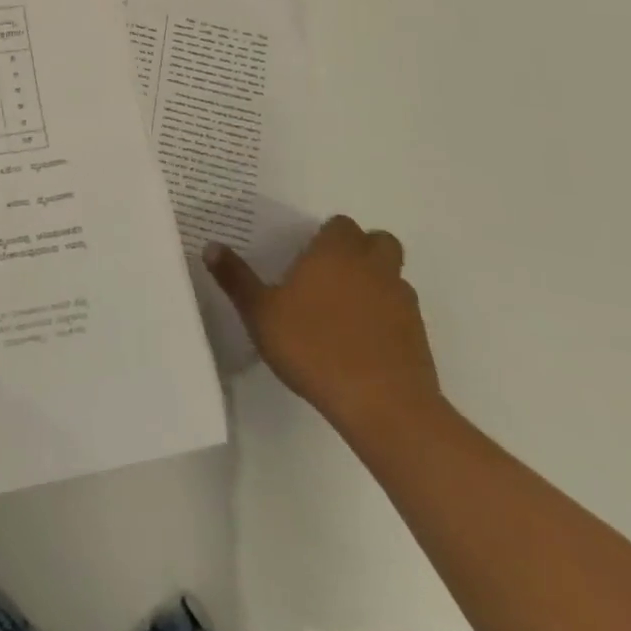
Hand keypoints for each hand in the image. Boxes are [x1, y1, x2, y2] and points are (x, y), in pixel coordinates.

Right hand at [204, 215, 441, 439]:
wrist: (383, 406)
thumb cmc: (314, 347)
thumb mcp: (260, 313)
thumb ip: (236, 278)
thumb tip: (211, 246)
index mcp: (335, 253)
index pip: (341, 224)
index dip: (327, 236)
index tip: (308, 256)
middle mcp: (373, 267)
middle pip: (378, 241)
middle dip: (360, 250)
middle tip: (332, 274)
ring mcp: (402, 301)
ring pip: (394, 276)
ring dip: (377, 283)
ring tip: (347, 310)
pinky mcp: (419, 336)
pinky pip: (402, 312)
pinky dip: (388, 318)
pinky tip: (364, 342)